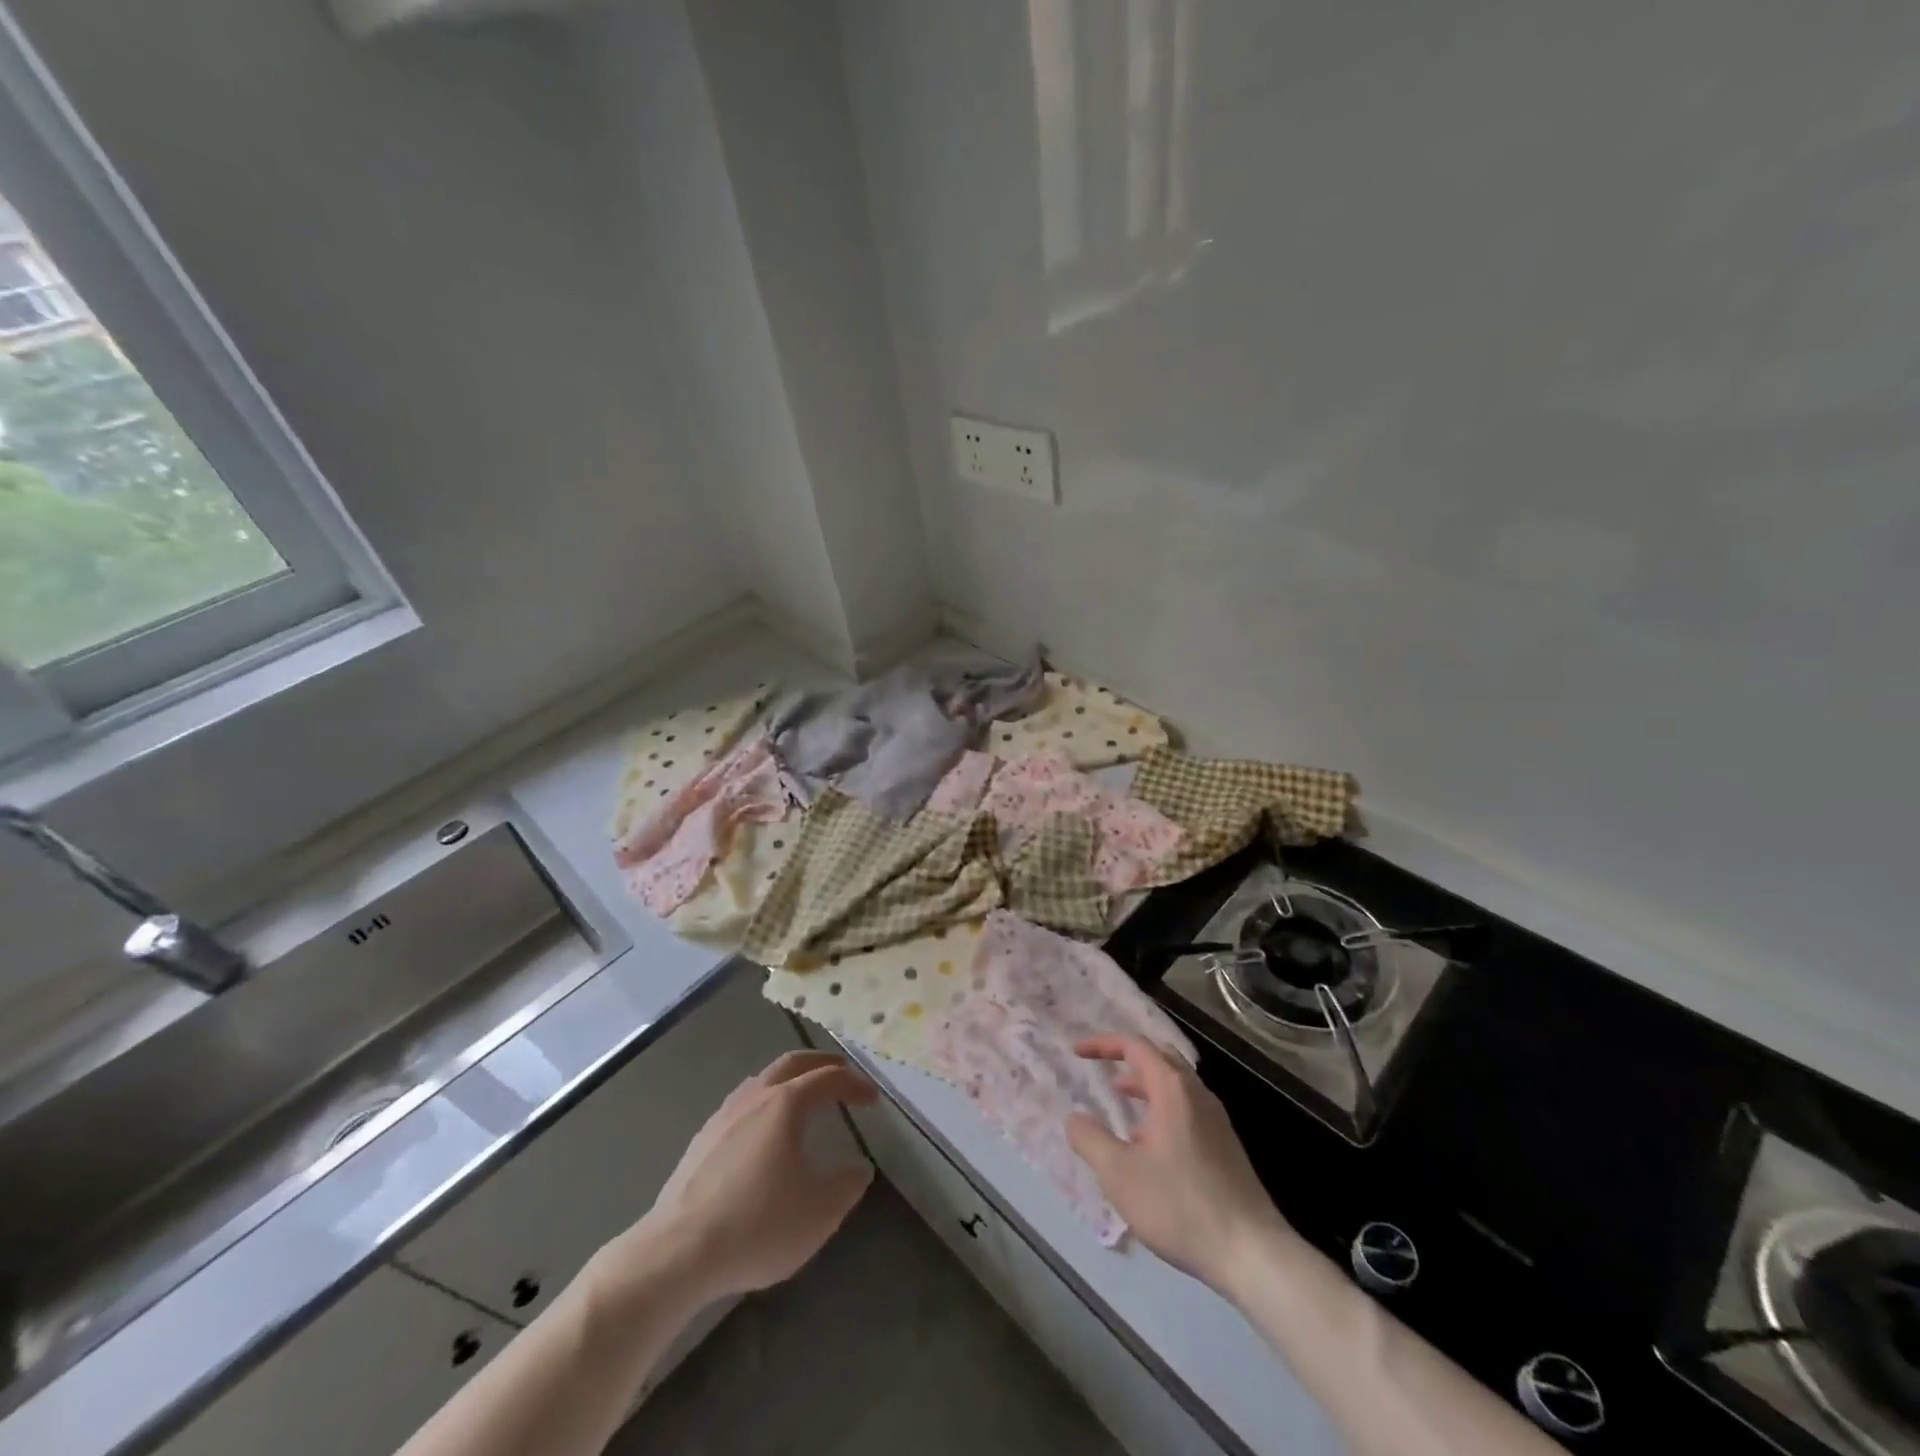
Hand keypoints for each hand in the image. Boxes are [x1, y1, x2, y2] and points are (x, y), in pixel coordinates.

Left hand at [617, 1050, 877, 1301]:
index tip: (872, 1099)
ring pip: (762, 1080)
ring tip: (803, 1097)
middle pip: (792, 1064)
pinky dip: (764, 1102)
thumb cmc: (758, 1225)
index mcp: (786, 1104)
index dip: (854, 1084)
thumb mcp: (820, 1212)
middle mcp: (754, 1097)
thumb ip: (847, 1184)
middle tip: (841, 1073)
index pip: (828, 1079)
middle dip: (821, 1064)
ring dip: (789, 1080)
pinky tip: (763, 1132)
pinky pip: (742, 1104)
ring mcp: (723, 1116)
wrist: (678, 1253)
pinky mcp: (701, 1141)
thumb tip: (859, 1167)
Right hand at [1066, 1035, 1290, 1290]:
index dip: (1103, 1044)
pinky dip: (1163, 1108)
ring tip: (1122, 1104)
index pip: (1135, 1046)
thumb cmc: (1180, 1205)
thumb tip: (1074, 1118)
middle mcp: (1197, 1094)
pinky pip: (1188, 1109)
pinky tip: (1151, 1145)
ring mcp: (1217, 1120)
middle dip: (1129, 1058)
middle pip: (1161, 1056)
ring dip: (1146, 1085)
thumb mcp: (1119, 1174)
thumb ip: (1090, 1140)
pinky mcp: (1227, 1146)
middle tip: (1104, 1068)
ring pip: (1177, 1084)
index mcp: (1172, 1089)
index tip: (1077, 1053)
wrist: (1252, 1252)